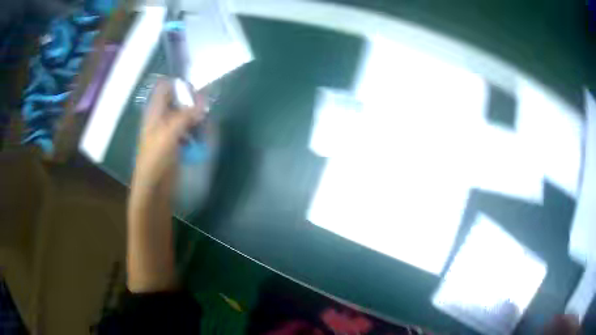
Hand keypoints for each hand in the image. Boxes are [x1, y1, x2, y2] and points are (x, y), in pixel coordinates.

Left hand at [131, 79, 203, 203]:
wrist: (153, 187)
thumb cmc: (155, 158)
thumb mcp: (169, 133)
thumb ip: (186, 115)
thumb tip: (204, 100)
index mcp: (155, 112)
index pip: (164, 87)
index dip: (178, 84)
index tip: (194, 91)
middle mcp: (161, 117)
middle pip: (177, 100)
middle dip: (191, 101)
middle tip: (204, 107)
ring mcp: (168, 130)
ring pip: (184, 114)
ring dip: (195, 115)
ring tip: (205, 121)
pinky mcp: (175, 142)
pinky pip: (187, 129)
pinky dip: (195, 129)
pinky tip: (201, 135)